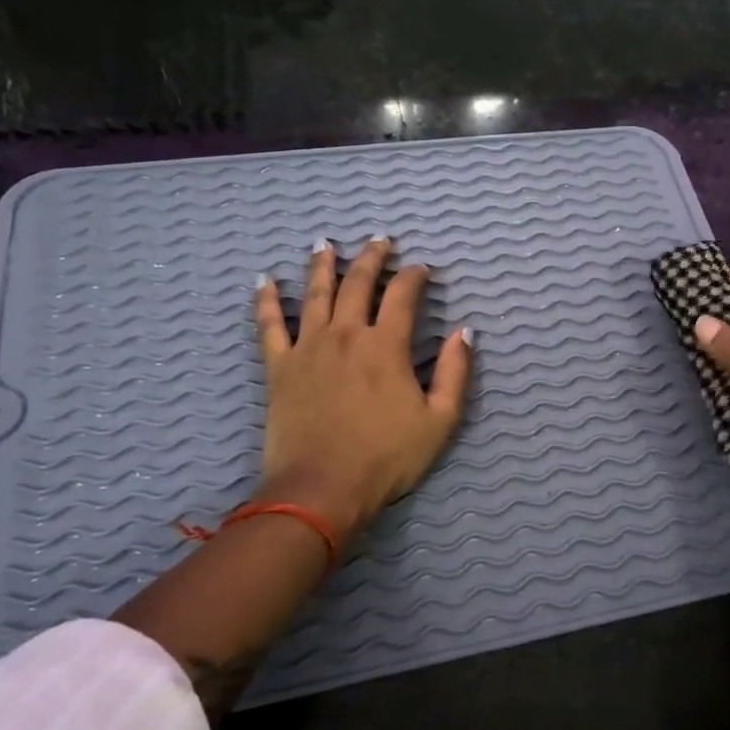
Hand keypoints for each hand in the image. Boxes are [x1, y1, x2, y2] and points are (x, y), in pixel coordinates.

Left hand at [253, 237, 471, 546]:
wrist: (321, 489)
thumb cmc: (386, 458)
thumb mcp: (440, 420)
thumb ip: (455, 372)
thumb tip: (464, 332)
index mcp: (386, 346)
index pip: (403, 296)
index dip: (414, 277)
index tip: (422, 269)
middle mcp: (347, 335)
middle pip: (358, 284)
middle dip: (372, 258)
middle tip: (380, 241)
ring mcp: (309, 348)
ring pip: (315, 294)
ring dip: (322, 266)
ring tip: (325, 244)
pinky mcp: (279, 367)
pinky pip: (270, 326)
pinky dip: (266, 302)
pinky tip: (265, 281)